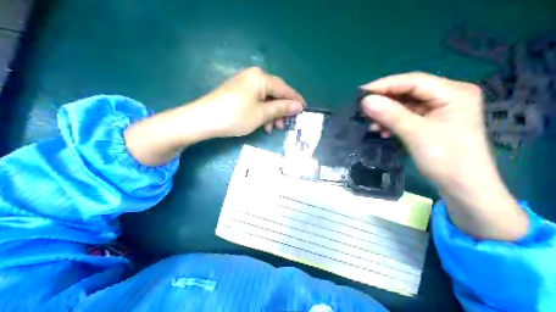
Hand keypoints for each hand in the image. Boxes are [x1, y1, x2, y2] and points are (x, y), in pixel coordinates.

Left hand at [194, 66, 308, 136]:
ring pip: (266, 98)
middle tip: (287, 124)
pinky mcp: (237, 92)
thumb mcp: (261, 114)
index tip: (306, 111)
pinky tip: (262, 124)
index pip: (285, 89)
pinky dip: (262, 111)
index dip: (296, 100)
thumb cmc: (235, 116)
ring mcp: (244, 83)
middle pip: (275, 92)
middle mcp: (254, 76)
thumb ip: (281, 108)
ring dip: (272, 113)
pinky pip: (256, 100)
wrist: (202, 119)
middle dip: (282, 109)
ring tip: (273, 128)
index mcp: (261, 77)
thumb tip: (299, 106)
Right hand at [360, 72, 487, 189]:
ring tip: (371, 124)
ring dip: (389, 114)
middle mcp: (450, 96)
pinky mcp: (436, 123)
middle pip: (411, 92)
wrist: (466, 191)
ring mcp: (443, 110)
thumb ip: (390, 114)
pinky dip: (396, 122)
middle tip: (363, 109)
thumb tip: (364, 100)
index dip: (385, 85)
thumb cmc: (447, 160)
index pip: (414, 81)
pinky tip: (383, 131)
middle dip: (386, 102)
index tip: (361, 93)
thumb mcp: (416, 134)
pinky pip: (411, 116)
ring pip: (408, 105)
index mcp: (454, 92)